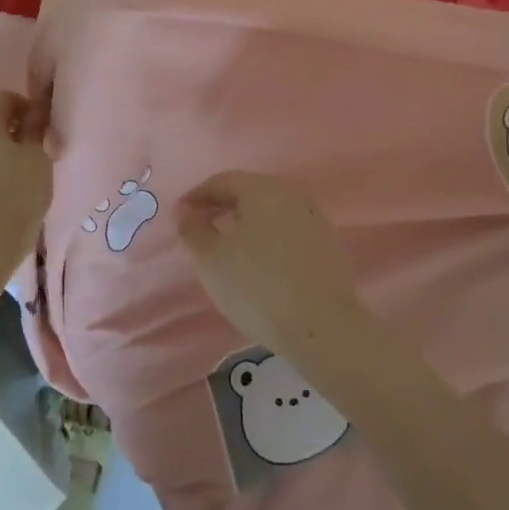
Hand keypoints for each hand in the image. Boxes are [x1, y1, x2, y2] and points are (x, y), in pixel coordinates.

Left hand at [0, 90, 53, 273]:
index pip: (4, 97)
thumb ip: (35, 127)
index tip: (43, 128)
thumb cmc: (17, 194)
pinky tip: (3, 183)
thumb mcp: (37, 157)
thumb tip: (35, 110)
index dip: (27, 106)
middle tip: (35, 147)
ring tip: (20, 167)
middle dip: (12, 125)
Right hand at [176, 172, 363, 357]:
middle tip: (201, 228)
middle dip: (222, 206)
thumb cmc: (256, 287)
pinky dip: (269, 237)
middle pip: (249, 192)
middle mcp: (290, 195)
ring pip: (271, 211)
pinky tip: (261, 261)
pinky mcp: (328, 244)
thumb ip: (192, 229)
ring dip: (247, 222)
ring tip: (229, 246)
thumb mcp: (211, 259)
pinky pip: (289, 230)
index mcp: (261, 189)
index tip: (180, 217)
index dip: (196, 197)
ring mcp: (314, 219)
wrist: (321, 327)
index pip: (221, 182)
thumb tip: (185, 210)